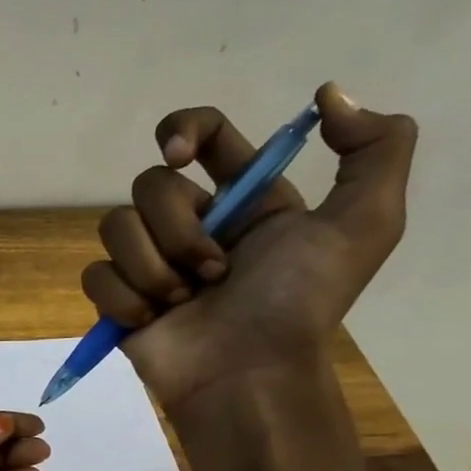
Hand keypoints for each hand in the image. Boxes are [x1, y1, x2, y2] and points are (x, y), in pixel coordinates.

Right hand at [80, 81, 416, 413]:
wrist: (247, 375)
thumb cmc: (299, 303)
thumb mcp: (364, 225)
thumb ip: (374, 148)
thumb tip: (327, 94)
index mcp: (245, 199)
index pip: (204, 134)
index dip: (183, 128)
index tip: (180, 155)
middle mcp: (192, 222)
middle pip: (149, 184)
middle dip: (178, 229)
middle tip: (214, 271)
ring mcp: (149, 261)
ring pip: (115, 226)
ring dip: (153, 267)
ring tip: (184, 301)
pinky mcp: (116, 297)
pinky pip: (96, 274)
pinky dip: (123, 297)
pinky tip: (150, 319)